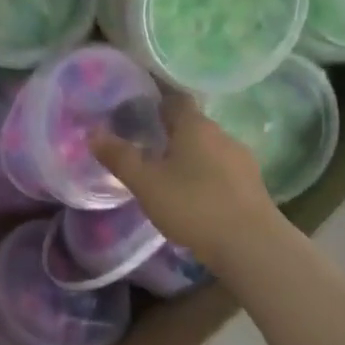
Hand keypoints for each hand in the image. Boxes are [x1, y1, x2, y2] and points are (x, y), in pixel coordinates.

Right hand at [92, 95, 279, 265]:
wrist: (251, 245)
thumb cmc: (193, 205)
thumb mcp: (146, 183)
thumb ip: (119, 157)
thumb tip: (92, 133)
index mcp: (195, 126)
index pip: (175, 99)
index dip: (156, 99)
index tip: (136, 108)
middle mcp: (221, 134)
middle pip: (192, 124)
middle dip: (169, 131)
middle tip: (143, 145)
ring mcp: (241, 160)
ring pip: (208, 148)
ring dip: (188, 155)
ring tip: (165, 173)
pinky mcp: (252, 185)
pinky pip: (221, 170)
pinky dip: (204, 175)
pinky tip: (193, 195)